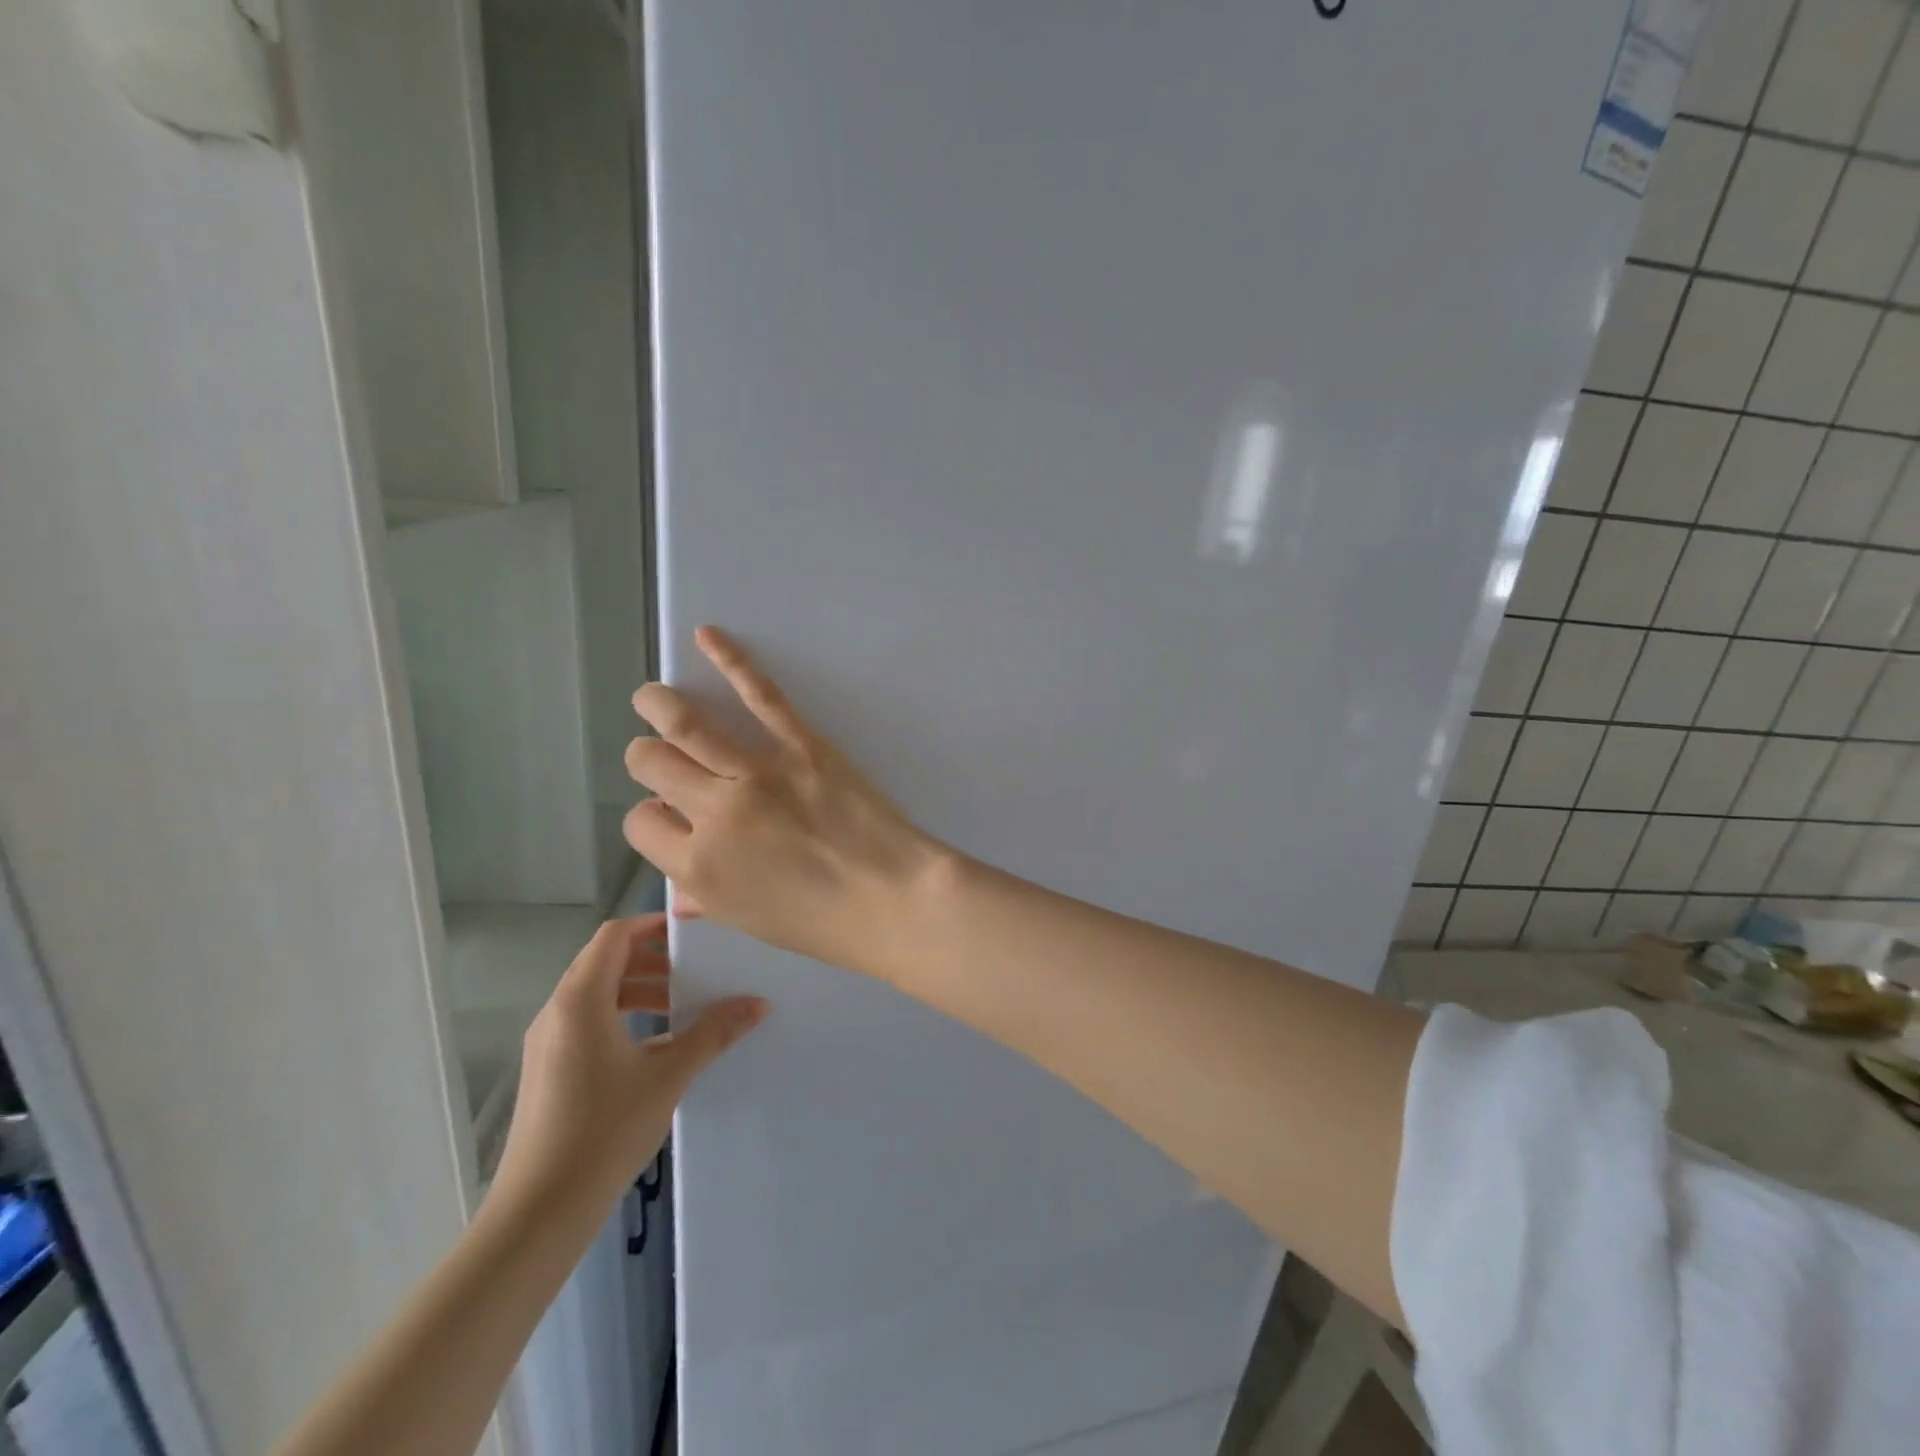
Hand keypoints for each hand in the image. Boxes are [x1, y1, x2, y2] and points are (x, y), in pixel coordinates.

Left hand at [490, 915, 766, 1211]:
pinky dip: (622, 1018)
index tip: (691, 934)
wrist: (540, 1210)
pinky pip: (587, 1022)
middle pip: (605, 962)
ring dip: (638, 991)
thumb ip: (713, 1033)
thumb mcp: (669, 1075)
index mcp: (580, 1000)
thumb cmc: (605, 1129)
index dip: (651, 925)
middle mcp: (557, 1012)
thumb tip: (759, 1003)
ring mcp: (548, 1042)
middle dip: (651, 962)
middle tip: (694, 974)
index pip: (613, 936)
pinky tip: (655, 1048)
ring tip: (680, 1010)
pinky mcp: (548, 1069)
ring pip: (596, 994)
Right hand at [622, 626, 953, 978]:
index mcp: (696, 865)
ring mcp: (757, 772)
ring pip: (686, 724)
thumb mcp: (750, 921)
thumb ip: (706, 897)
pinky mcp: (802, 745)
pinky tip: (708, 637)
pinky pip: (759, 695)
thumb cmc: (823, 923)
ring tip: (651, 696)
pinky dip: (731, 660)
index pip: (640, 822)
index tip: (669, 813)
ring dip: (658, 703)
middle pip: (651, 765)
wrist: (893, 898)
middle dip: (645, 757)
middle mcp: (713, 812)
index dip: (650, 815)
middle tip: (657, 754)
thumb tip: (680, 889)